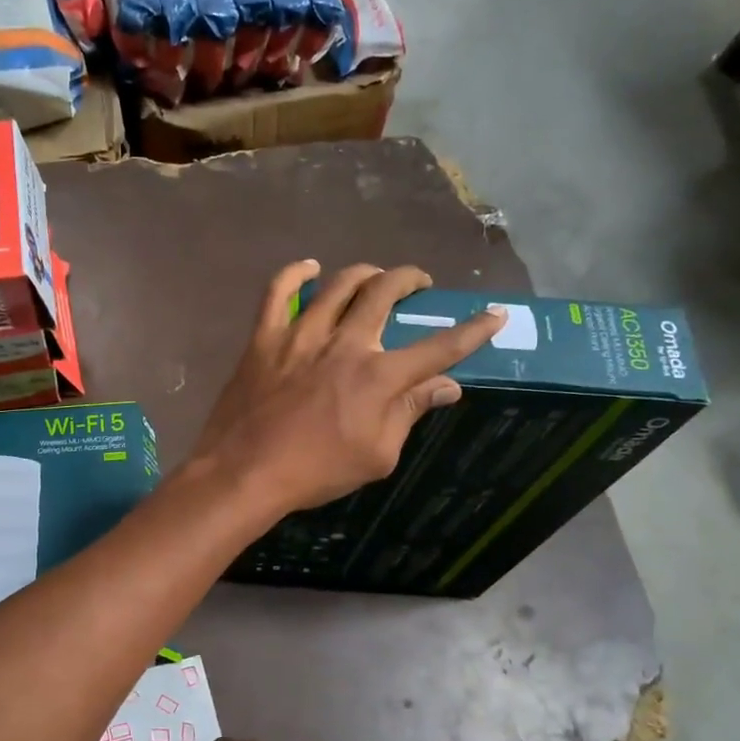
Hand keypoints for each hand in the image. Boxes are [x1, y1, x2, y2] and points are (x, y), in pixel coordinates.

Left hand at [186, 261, 501, 517]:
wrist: (246, 472)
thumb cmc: (316, 472)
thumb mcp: (377, 456)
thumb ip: (411, 413)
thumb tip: (447, 386)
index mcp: (379, 376)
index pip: (439, 347)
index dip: (472, 330)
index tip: (493, 314)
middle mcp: (345, 343)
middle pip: (385, 292)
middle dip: (410, 279)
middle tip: (418, 283)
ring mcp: (301, 335)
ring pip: (339, 284)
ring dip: (364, 273)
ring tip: (375, 276)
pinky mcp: (265, 337)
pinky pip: (278, 291)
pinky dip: (295, 273)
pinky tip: (309, 268)